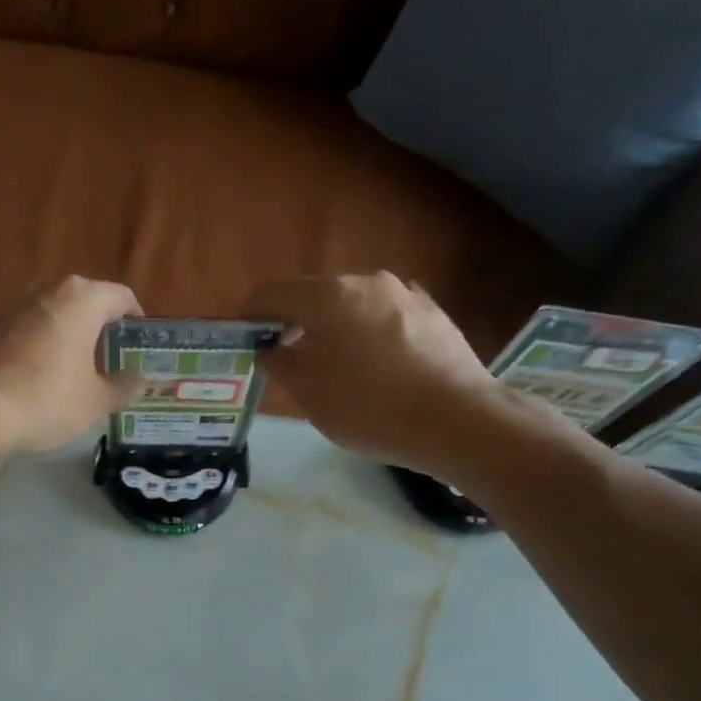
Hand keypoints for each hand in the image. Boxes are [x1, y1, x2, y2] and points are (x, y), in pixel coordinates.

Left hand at [0, 277, 143, 452]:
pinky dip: (45, 350)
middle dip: (103, 330)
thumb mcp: (96, 401)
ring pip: (57, 318)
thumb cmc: (48, 400)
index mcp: (82, 299)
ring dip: (72, 340)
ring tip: (83, 374)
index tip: (141, 345)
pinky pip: (32, 335)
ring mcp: (16, 310)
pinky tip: (47, 381)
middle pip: (87, 304)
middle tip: (115, 362)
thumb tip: (140, 379)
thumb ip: (124, 387)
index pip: (122, 297)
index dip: (136, 320)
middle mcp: (48, 293)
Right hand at [246, 273, 504, 474]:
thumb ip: (280, 364)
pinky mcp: (432, 312)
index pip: (272, 293)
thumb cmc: (368, 407)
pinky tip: (373, 367)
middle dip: (294, 321)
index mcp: (327, 296)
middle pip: (314, 295)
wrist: (456, 419)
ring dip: (333, 328)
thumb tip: (270, 348)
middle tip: (286, 357)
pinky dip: (366, 334)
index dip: (251, 314)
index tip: (244, 338)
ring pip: (352, 305)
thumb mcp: (309, 394)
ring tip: (332, 366)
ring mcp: (404, 293)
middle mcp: (365, 281)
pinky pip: (383, 317)